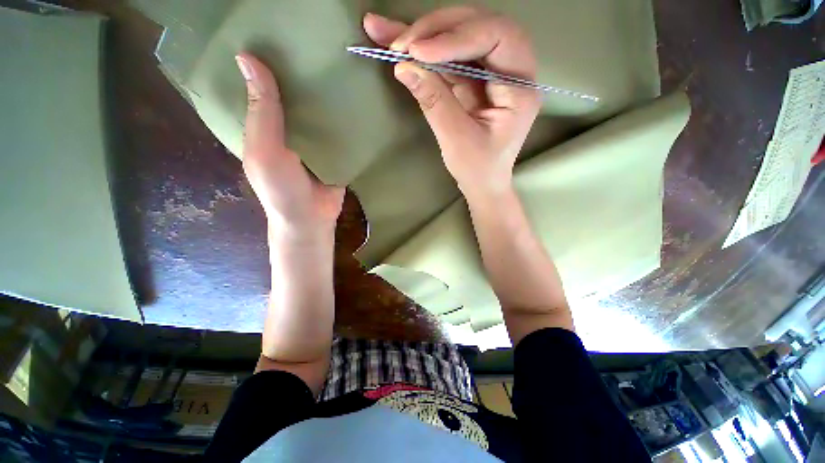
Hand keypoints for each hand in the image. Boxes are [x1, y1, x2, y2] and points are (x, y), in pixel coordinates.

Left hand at [235, 53, 344, 237]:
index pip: (265, 82)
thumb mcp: (265, 150)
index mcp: (266, 122)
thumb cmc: (281, 189)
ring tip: (343, 57)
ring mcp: (316, 138)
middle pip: (298, 91)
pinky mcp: (338, 149)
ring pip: (322, 108)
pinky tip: (359, 93)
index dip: (270, 57)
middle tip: (321, 37)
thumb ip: (262, 112)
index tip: (282, 28)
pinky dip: (348, 114)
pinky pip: (342, 128)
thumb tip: (248, 57)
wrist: (313, 219)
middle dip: (306, 68)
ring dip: (330, 90)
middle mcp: (291, 125)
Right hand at [363, 8, 540, 199]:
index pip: (496, 38)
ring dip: (421, 35)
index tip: (417, 51)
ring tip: (384, 32)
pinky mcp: (471, 80)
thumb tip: (404, 66)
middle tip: (401, 41)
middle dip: (436, 30)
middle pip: (478, 27)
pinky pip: (447, 58)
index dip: (457, 37)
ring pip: (458, 38)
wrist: (482, 183)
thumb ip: (434, 101)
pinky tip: (395, 43)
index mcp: (519, 87)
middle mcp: (511, 70)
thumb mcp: (457, 139)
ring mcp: (489, 73)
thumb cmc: (478, 169)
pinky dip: (422, 52)